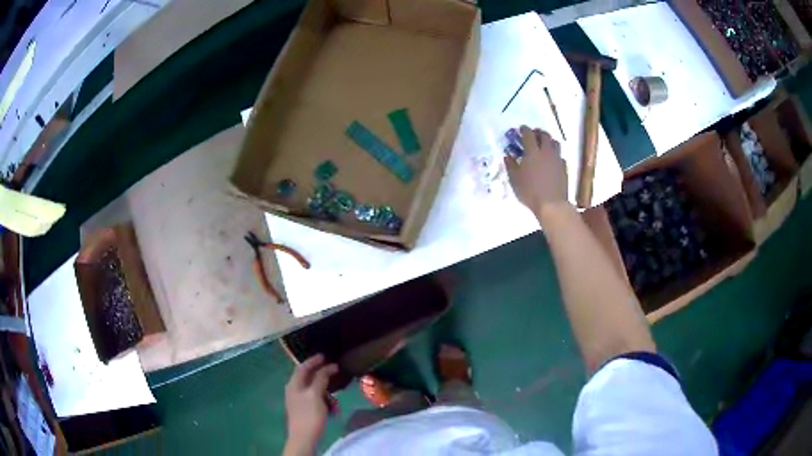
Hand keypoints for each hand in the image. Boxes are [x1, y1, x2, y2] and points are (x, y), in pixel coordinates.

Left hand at [284, 354, 338, 454]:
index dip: (314, 360)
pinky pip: (316, 401)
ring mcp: (299, 401)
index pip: (302, 367)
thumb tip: (327, 367)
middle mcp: (294, 390)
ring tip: (335, 401)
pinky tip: (332, 410)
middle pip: (309, 378)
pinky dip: (325, 402)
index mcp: (294, 384)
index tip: (325, 356)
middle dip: (323, 378)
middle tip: (336, 375)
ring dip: (326, 393)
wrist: (304, 438)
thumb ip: (320, 379)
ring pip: (315, 390)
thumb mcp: (315, 395)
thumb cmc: (309, 415)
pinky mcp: (305, 410)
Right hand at [505, 126, 568, 217]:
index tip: (521, 129)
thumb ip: (511, 166)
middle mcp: (546, 152)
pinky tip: (551, 160)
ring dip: (548, 141)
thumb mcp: (514, 180)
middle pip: (544, 135)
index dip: (524, 129)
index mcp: (532, 152)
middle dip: (538, 132)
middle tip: (533, 135)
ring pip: (555, 143)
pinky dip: (555, 154)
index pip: (528, 134)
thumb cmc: (529, 191)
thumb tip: (507, 156)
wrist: (551, 204)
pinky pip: (560, 156)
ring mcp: (556, 159)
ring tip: (544, 145)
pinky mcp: (563, 168)